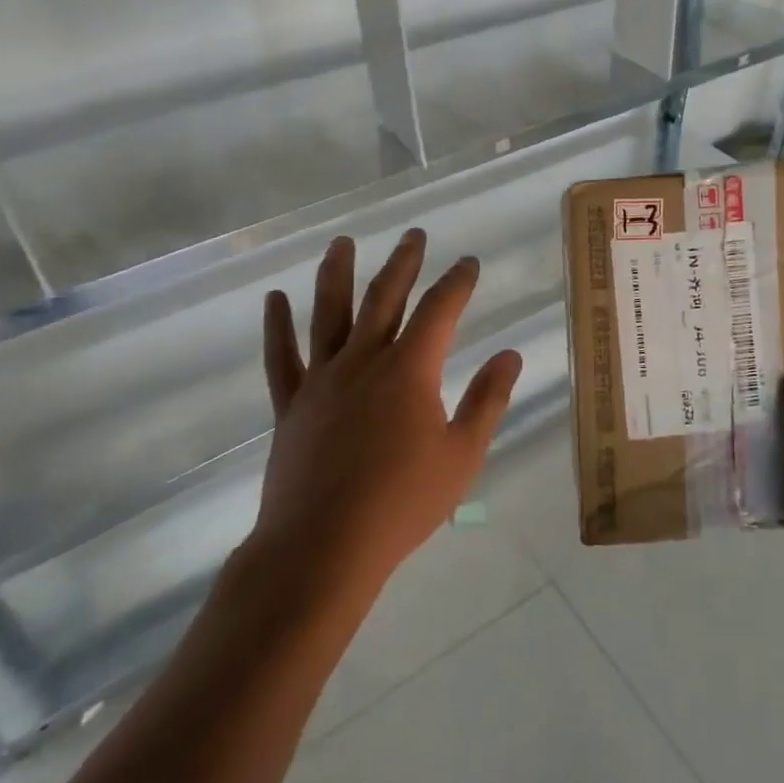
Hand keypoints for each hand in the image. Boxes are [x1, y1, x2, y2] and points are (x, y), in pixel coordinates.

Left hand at [245, 229, 522, 603]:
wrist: (323, 547)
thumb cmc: (402, 504)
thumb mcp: (462, 455)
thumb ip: (487, 400)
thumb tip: (509, 355)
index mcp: (409, 370)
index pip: (439, 310)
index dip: (457, 282)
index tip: (468, 262)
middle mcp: (364, 361)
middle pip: (384, 298)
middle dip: (403, 263)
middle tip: (413, 234)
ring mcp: (321, 380)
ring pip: (328, 314)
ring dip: (336, 274)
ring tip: (342, 243)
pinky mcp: (290, 404)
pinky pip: (280, 357)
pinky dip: (277, 326)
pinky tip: (274, 298)